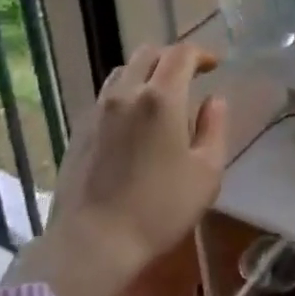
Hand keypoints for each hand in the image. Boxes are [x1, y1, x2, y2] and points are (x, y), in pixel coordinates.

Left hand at [6, 42, 228, 295]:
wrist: (92, 242)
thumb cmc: (159, 210)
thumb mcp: (206, 174)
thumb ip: (214, 129)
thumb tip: (215, 100)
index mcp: (161, 98)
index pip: (181, 54)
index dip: (201, 53)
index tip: (214, 65)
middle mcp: (126, 92)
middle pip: (148, 53)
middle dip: (172, 58)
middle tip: (189, 77)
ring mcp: (98, 109)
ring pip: (123, 71)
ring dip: (145, 73)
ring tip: (159, 96)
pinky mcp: (80, 128)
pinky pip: (106, 95)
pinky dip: (125, 93)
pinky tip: (133, 121)